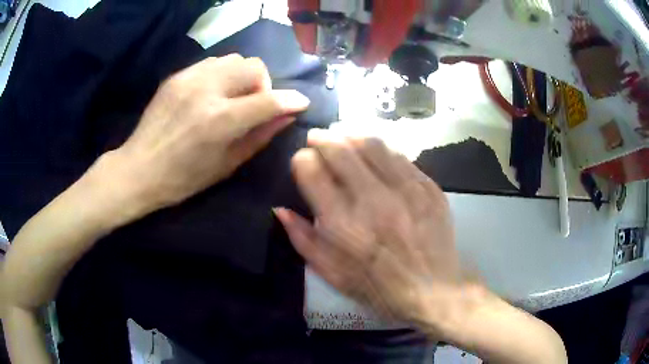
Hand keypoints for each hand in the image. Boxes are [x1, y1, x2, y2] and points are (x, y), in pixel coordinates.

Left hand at [110, 54, 309, 210]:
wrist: (139, 169)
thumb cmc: (183, 179)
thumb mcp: (227, 165)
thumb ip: (260, 136)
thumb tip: (288, 115)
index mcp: (220, 120)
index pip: (268, 99)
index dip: (291, 100)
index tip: (300, 103)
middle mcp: (206, 90)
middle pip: (254, 66)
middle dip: (263, 85)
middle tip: (254, 105)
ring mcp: (189, 78)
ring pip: (234, 59)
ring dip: (243, 76)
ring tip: (233, 97)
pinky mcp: (177, 76)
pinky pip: (212, 63)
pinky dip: (223, 74)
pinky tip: (213, 94)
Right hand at [275, 130, 461, 323]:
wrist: (433, 291)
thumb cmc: (379, 289)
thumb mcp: (332, 274)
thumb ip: (303, 240)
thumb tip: (280, 209)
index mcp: (343, 224)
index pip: (311, 170)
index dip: (301, 161)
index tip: (302, 163)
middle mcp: (373, 200)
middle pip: (340, 149)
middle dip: (322, 138)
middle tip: (317, 138)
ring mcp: (406, 190)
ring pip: (372, 144)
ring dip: (351, 134)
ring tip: (343, 136)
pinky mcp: (429, 188)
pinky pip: (400, 156)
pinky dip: (381, 149)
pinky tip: (375, 152)